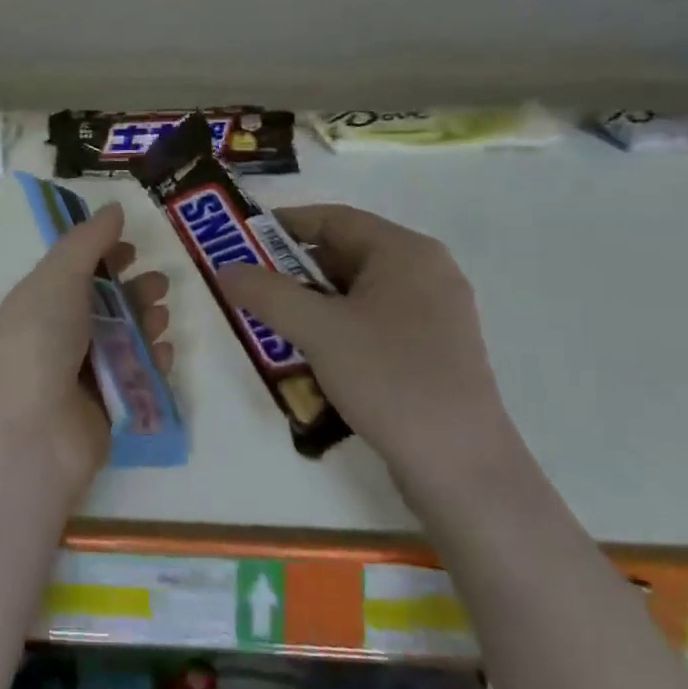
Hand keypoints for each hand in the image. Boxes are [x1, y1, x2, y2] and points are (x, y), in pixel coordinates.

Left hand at [0, 203, 172, 492]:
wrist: (32, 431)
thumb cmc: (40, 340)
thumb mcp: (58, 277)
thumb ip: (88, 242)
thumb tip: (113, 209)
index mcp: (41, 301)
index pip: (76, 271)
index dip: (104, 256)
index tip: (134, 246)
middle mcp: (60, 335)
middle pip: (105, 305)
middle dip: (134, 290)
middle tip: (159, 284)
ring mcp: (83, 374)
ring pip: (124, 339)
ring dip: (146, 322)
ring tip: (161, 315)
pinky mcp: (107, 408)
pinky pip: (137, 377)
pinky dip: (152, 362)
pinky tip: (164, 352)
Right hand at [219, 205, 515, 494]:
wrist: (462, 469)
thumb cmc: (390, 379)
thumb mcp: (318, 330)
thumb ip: (266, 293)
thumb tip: (225, 268)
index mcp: (406, 252)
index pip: (333, 219)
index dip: (282, 225)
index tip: (240, 243)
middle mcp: (425, 273)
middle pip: (344, 254)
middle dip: (292, 270)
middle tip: (249, 288)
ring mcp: (433, 314)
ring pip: (356, 292)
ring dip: (311, 304)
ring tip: (270, 323)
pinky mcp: (432, 351)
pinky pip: (372, 322)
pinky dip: (337, 328)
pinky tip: (310, 356)